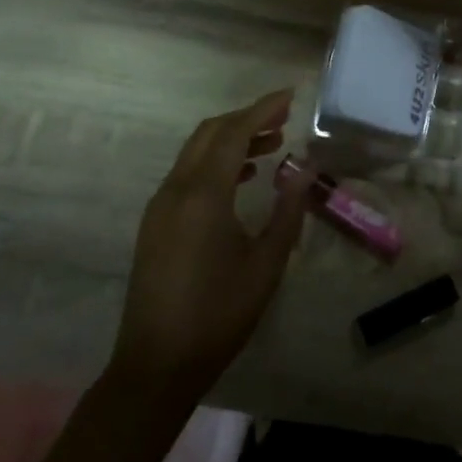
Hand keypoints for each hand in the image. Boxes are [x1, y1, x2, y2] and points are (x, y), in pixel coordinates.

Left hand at [109, 90, 307, 400]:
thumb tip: (305, 169)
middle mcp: (176, 190)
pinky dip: (215, 163)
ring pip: (196, 152)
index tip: (290, 96)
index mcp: (203, 194)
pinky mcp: (156, 223)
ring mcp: (161, 206)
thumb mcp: (266, 263)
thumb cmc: (219, 313)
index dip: (262, 110)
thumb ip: (288, 210)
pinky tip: (242, 178)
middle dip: (246, 119)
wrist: (157, 364)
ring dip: (231, 140)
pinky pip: (187, 174)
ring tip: (271, 145)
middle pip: (210, 134)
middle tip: (283, 119)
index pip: (233, 133)